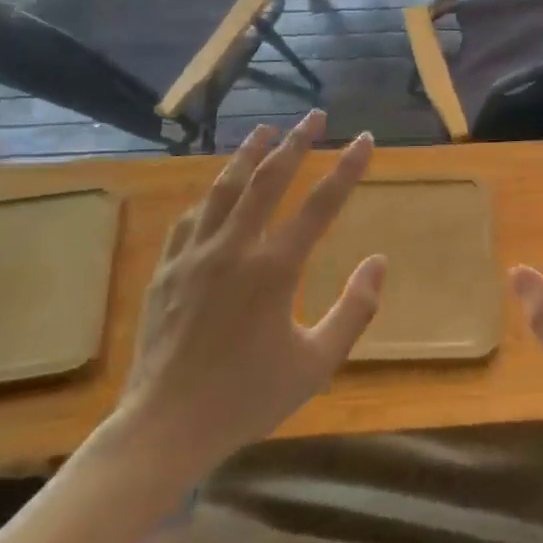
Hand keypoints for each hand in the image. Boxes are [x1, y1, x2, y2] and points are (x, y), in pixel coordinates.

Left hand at [110, 111, 385, 484]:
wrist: (165, 427)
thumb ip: (354, 310)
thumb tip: (378, 262)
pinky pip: (191, 219)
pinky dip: (210, 197)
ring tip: (265, 130)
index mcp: (275, 269)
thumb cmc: (247, 397)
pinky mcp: (167, 269)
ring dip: (248, 155)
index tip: (364, 139)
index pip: (321, 204)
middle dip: (296, 143)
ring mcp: (195, 255)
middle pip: (269, 180)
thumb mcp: (316, 363)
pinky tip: (216, 191)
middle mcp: (235, 248)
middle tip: (314, 116)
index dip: (347, 168)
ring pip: (225, 188)